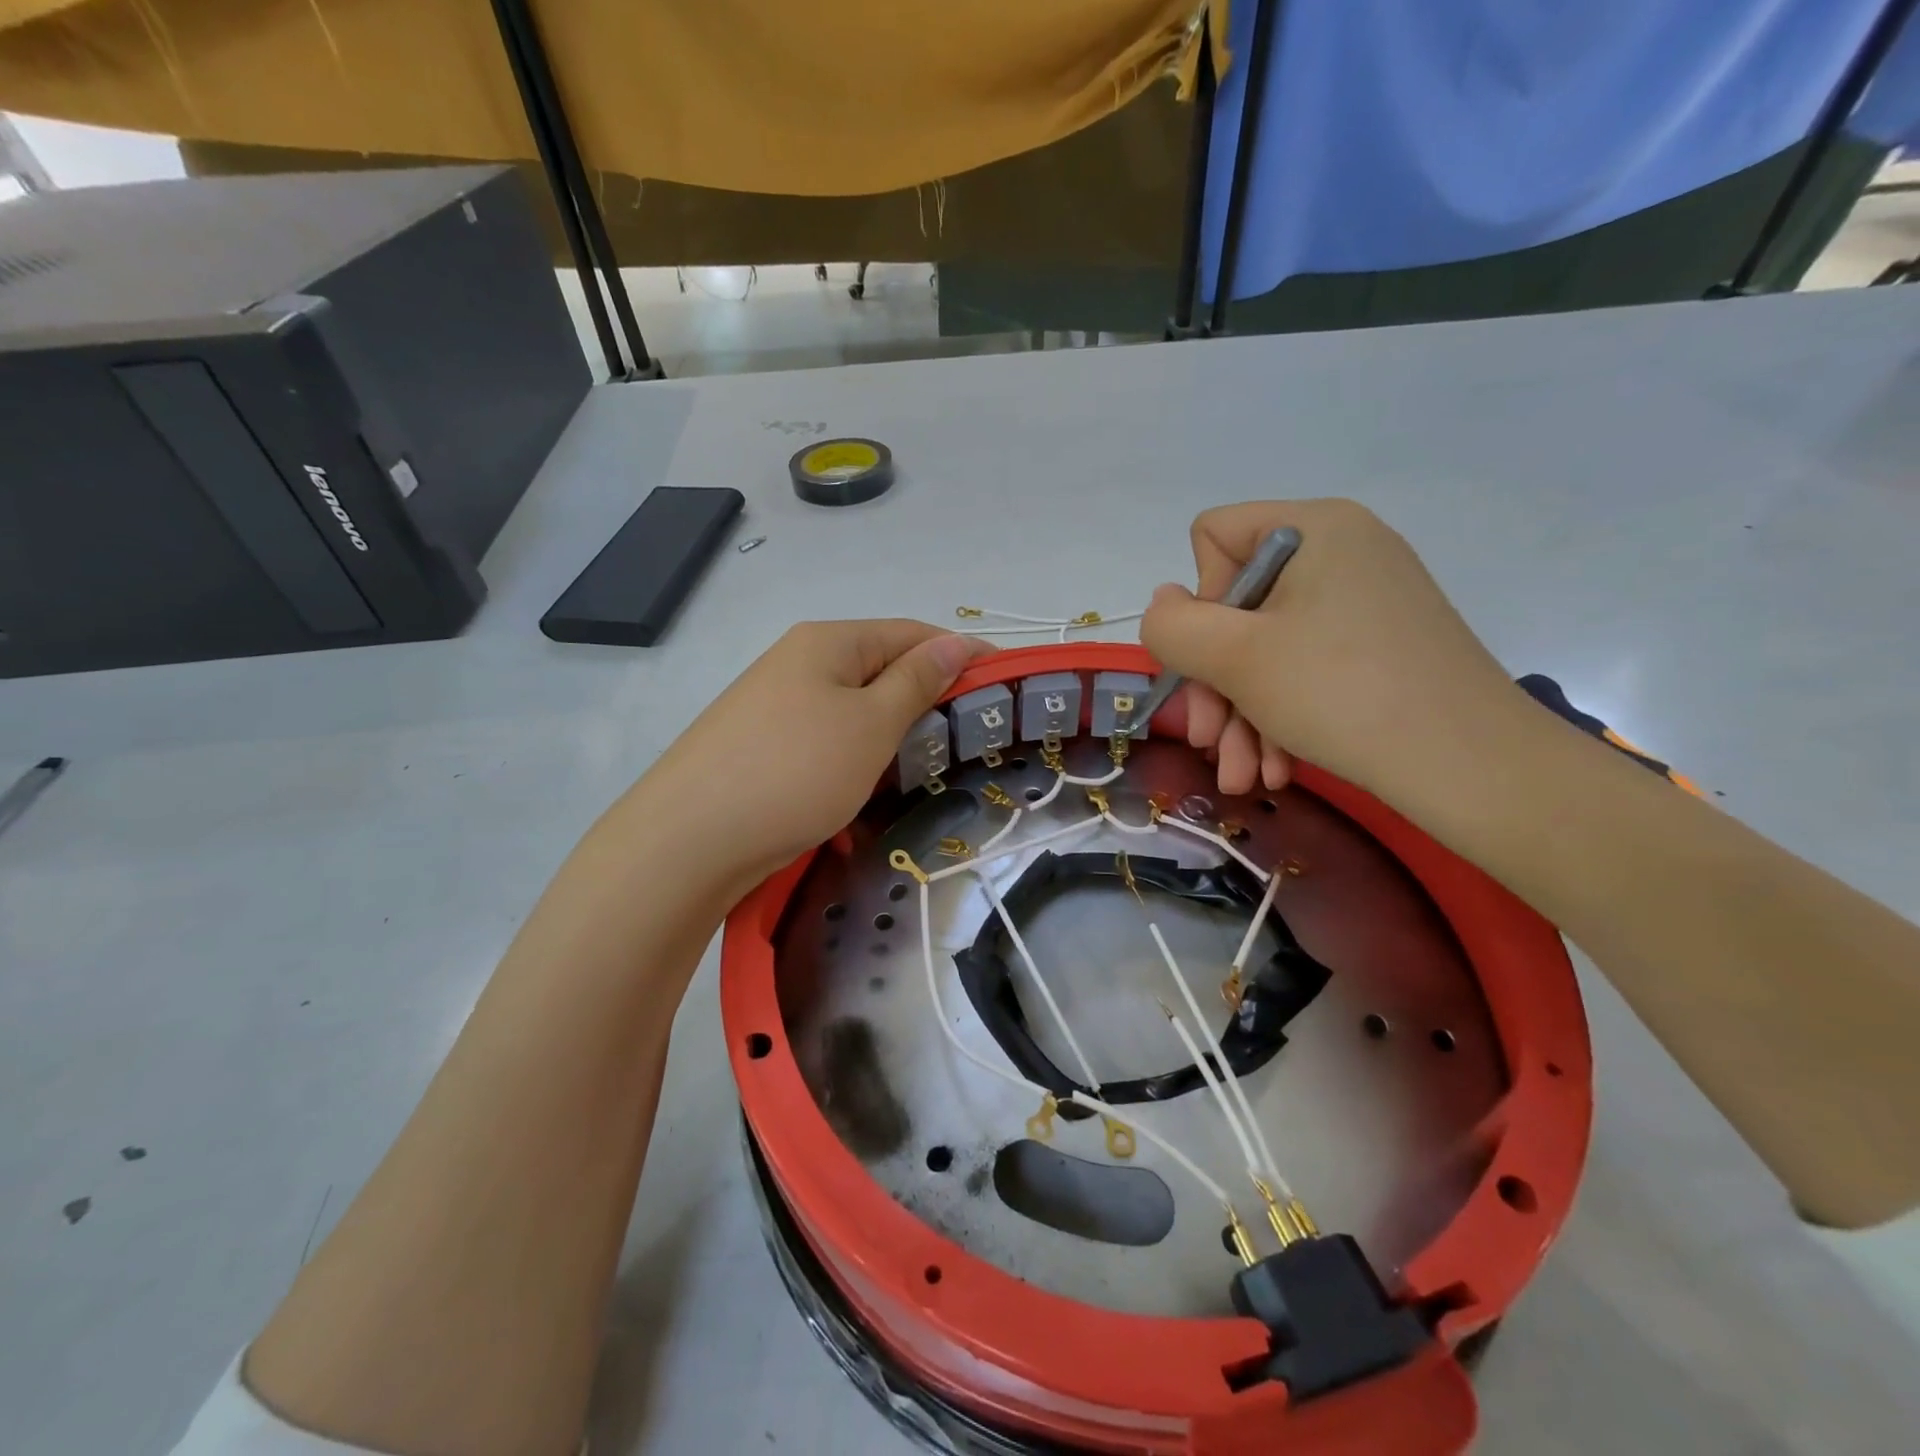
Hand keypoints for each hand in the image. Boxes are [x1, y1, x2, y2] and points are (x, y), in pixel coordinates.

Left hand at [632, 620, 992, 890]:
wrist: (688, 841)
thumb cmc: (795, 772)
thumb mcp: (870, 724)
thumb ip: (916, 681)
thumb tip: (955, 643)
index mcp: (828, 643)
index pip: (912, 634)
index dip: (962, 655)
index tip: (1006, 685)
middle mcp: (799, 663)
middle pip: (882, 672)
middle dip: (927, 703)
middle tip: (968, 742)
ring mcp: (775, 707)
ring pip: (855, 715)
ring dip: (891, 741)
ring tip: (922, 776)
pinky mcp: (763, 749)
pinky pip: (826, 747)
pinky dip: (854, 768)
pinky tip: (863, 806)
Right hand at [1140, 499, 1527, 808]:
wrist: (1473, 768)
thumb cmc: (1342, 694)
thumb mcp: (1235, 658)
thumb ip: (1173, 626)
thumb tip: (1165, 606)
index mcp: (1314, 529)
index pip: (1214, 537)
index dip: (1201, 600)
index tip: (1219, 656)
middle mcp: (1343, 553)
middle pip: (1238, 606)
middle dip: (1215, 684)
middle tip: (1210, 742)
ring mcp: (1366, 603)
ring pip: (1269, 650)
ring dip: (1242, 717)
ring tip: (1242, 777)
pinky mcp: (1382, 648)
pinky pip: (1307, 670)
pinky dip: (1282, 717)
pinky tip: (1277, 769)